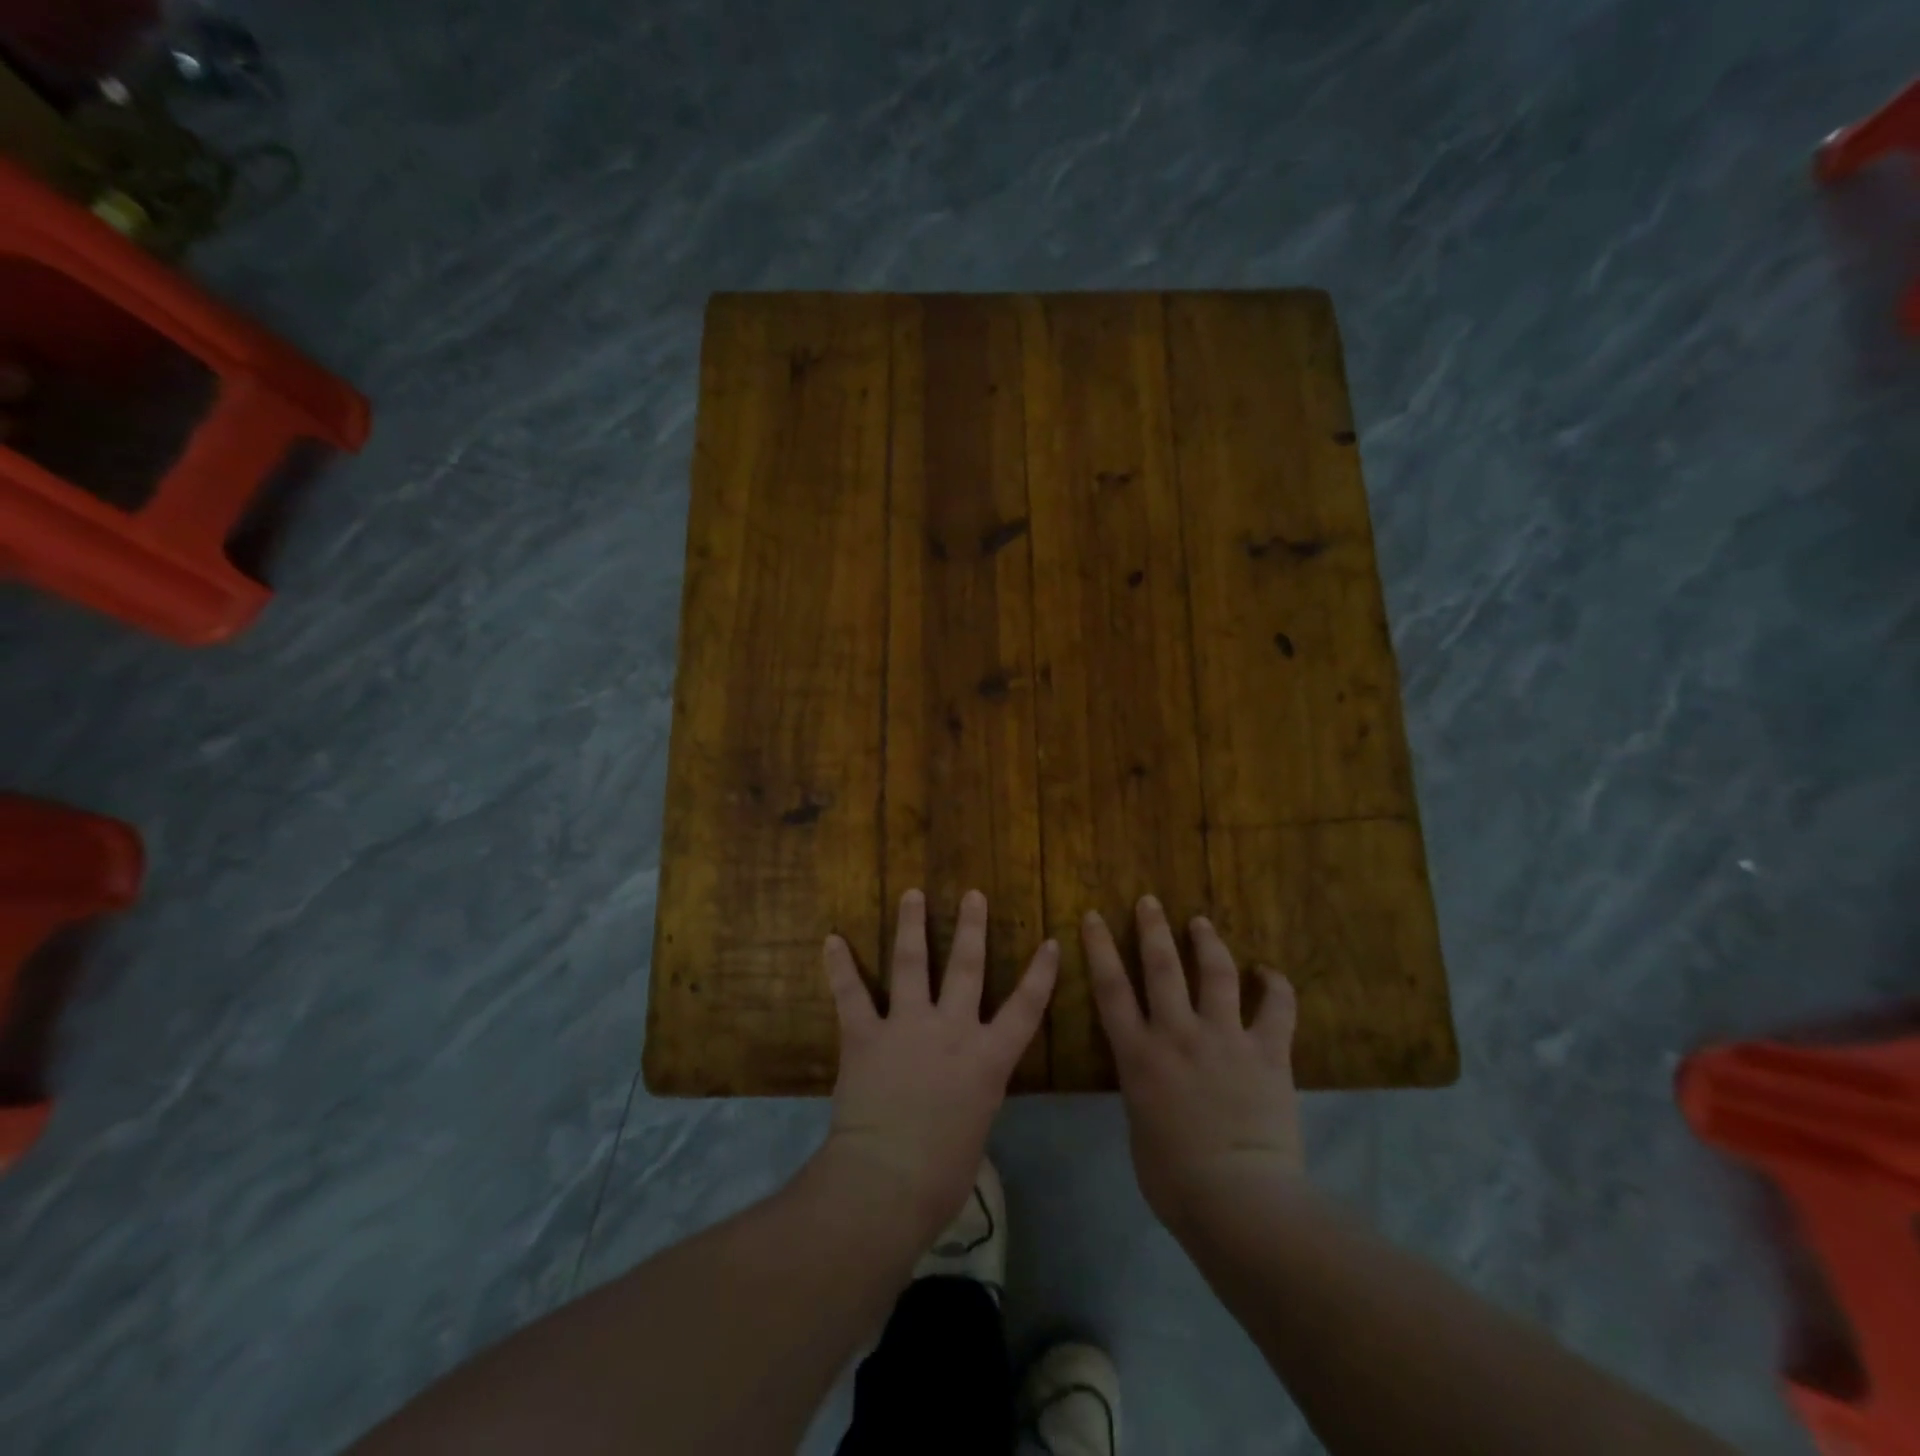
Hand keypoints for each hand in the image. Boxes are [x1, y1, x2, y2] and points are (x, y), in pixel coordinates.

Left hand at [822, 888, 1056, 1243]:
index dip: (1041, 974)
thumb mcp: (976, 1128)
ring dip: (911, 925)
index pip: (1025, 1008)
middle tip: (973, 895)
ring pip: (912, 963)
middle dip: (972, 928)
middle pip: (967, 968)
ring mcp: (907, 1026)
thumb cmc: (942, 1174)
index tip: (1050, 941)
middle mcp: (952, 1030)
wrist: (888, 1180)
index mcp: (987, 1059)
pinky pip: (851, 994)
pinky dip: (839, 966)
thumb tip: (962, 1090)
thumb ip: (972, 1094)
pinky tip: (831, 940)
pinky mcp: (866, 1035)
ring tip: (912, 894)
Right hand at [1084, 896, 1303, 1230]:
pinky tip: (1269, 972)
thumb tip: (1152, 1079)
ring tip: (1201, 922)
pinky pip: (1277, 1009)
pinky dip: (1276, 986)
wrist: (1238, 1201)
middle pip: (1161, 967)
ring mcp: (1224, 1038)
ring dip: (1207, 942)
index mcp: (1139, 1055)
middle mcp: (1177, 1034)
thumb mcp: (1140, 1127)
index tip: (1094, 916)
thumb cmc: (1174, 1181)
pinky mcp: (1267, 1052)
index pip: (1110, 988)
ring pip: (1215, 974)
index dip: (1099, 947)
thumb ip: (1143, 1090)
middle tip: (1150, 901)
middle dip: (1152, 929)